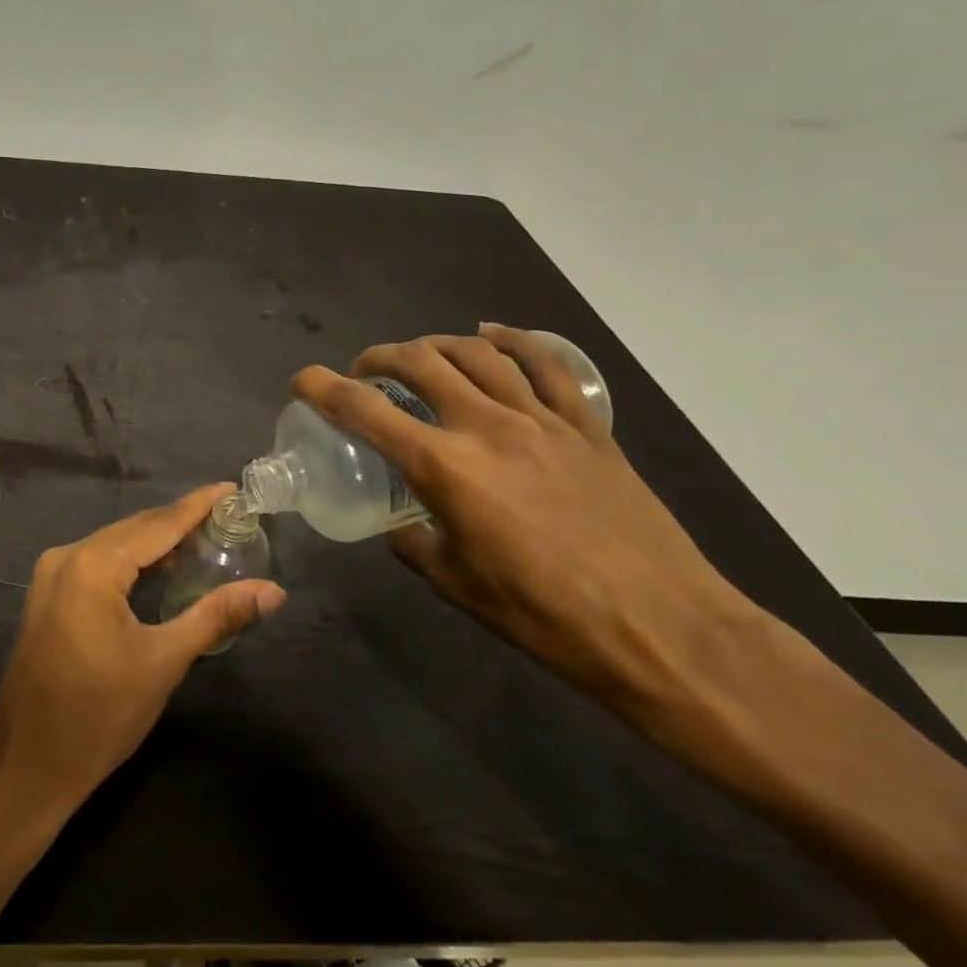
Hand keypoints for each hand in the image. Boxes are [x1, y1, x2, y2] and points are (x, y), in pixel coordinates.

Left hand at [0, 484, 286, 816]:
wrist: (27, 766)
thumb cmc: (99, 715)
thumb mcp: (163, 662)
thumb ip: (216, 616)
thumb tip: (273, 591)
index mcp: (92, 565)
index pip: (157, 524)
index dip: (197, 506)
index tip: (232, 489)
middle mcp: (66, 556)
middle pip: (134, 530)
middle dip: (179, 522)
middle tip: (227, 517)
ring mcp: (50, 575)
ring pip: (114, 545)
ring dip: (156, 542)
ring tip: (203, 537)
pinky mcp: (46, 596)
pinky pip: (97, 563)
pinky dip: (131, 561)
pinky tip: (160, 568)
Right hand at [292, 326, 759, 710]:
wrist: (664, 630)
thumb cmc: (546, 617)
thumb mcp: (456, 585)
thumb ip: (414, 541)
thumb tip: (400, 521)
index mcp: (445, 468)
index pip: (364, 409)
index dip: (322, 387)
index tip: (303, 381)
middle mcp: (487, 427)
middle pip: (420, 362)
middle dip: (378, 357)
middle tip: (364, 373)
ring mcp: (542, 419)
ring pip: (477, 352)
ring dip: (435, 345)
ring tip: (420, 357)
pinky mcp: (586, 425)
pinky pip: (545, 363)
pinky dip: (512, 340)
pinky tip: (492, 337)